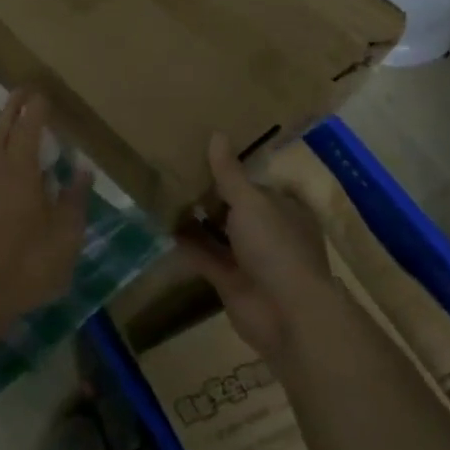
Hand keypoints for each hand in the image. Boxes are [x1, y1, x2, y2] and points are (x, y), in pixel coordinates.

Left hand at [0, 90, 89, 330]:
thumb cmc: (25, 266)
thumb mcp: (64, 238)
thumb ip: (73, 201)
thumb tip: (82, 170)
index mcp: (19, 170)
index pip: (28, 127)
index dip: (36, 108)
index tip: (43, 94)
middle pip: (1, 128)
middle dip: (13, 108)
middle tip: (23, 92)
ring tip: (9, 120)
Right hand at [177, 134, 335, 366]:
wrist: (287, 315)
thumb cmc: (276, 246)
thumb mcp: (251, 201)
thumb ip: (229, 172)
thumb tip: (217, 134)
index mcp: (284, 209)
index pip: (256, 184)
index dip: (231, 170)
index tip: (201, 154)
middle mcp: (269, 232)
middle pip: (235, 208)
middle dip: (209, 194)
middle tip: (174, 170)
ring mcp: (250, 259)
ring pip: (218, 233)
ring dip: (196, 219)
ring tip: (163, 193)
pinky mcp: (230, 281)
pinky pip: (205, 257)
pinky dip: (187, 244)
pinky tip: (162, 225)